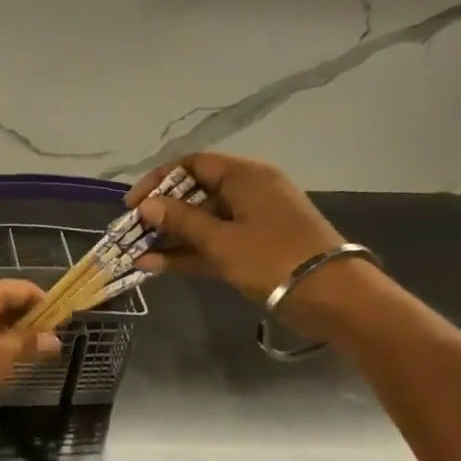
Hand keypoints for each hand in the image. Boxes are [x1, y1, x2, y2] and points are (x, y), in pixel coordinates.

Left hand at [0, 280, 60, 417]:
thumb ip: (29, 344)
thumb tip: (54, 339)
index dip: (44, 304)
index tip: (57, 325)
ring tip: (13, 354)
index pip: (24, 288)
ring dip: (1, 329)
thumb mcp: (2, 357)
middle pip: (2, 298)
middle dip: (23, 318)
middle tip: (38, 343)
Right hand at [128, 155, 390, 343]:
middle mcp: (247, 193)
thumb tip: (146, 205)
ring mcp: (250, 223)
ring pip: (201, 223)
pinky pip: (212, 245)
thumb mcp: (221, 240)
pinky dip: (187, 254)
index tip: (131, 205)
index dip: (158, 181)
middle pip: (194, 194)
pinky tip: (155, 266)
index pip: (193, 165)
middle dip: (160, 214)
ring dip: (169, 238)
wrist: (330, 296)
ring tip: (135, 254)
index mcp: (245, 177)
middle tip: (131, 233)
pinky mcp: (252, 250)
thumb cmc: (273, 258)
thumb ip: (181, 221)